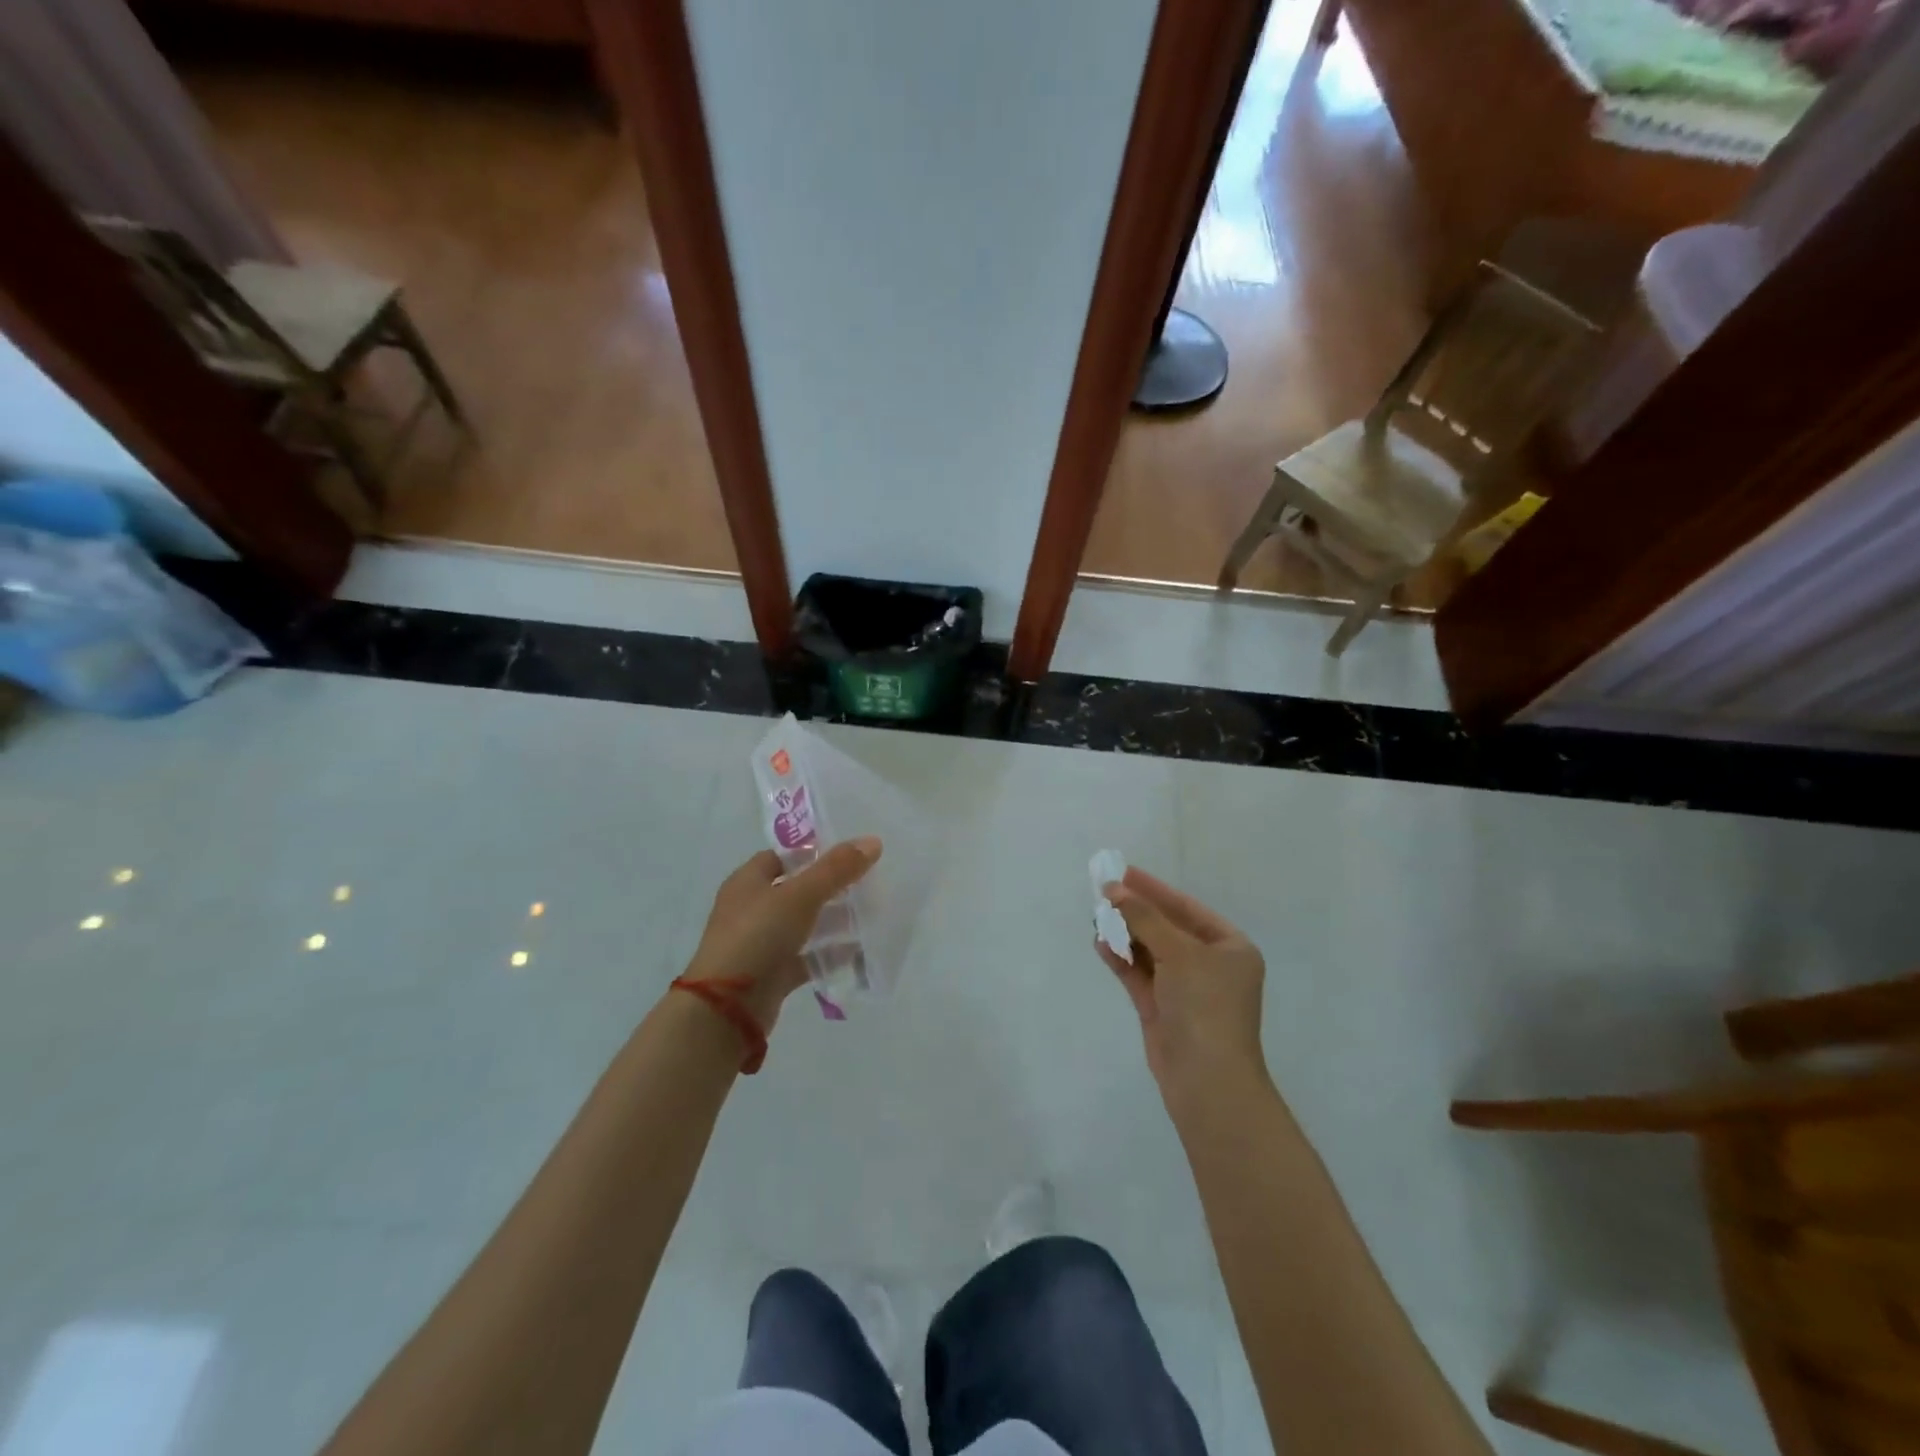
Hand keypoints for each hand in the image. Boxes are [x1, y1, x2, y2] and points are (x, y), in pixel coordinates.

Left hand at [683, 838, 881, 1029]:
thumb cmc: (758, 936)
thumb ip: (836, 869)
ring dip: (833, 921)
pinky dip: (829, 954)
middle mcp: (752, 909)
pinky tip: (859, 951)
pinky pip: (806, 957)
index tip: (848, 854)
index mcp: (748, 882)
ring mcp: (761, 943)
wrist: (726, 1009)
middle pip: (796, 890)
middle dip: (831, 887)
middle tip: (867, 883)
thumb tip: (872, 841)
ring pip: (803, 925)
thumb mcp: (801, 895)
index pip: (782, 856)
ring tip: (870, 914)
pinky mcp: (772, 974)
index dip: (813, 852)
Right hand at [1097, 867, 1267, 1100]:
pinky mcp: (1162, 1009)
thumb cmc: (1205, 1006)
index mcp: (1230, 948)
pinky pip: (1139, 974)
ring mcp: (1184, 989)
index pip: (1187, 908)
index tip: (1123, 872)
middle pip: (1166, 928)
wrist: (1207, 1081)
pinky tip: (1101, 943)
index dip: (1154, 889)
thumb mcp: (1179, 953)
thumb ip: (1144, 918)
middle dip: (1135, 911)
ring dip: (1125, 934)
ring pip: (1150, 951)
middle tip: (1103, 891)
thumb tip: (1113, 890)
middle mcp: (1209, 965)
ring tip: (1097, 916)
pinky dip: (1121, 959)